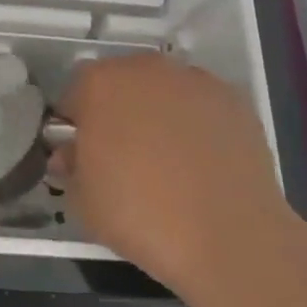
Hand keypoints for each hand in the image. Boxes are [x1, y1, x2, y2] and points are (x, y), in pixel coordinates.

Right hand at [55, 54, 295, 296]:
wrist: (227, 236)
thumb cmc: (138, 214)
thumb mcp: (81, 199)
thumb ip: (71, 165)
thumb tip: (72, 154)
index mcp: (99, 84)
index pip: (75, 94)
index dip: (76, 124)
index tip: (82, 153)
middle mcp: (146, 69)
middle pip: (121, 83)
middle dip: (117, 111)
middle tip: (122, 155)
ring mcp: (195, 81)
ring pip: (164, 91)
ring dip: (158, 114)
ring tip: (167, 161)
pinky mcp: (235, 101)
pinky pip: (201, 107)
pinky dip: (196, 125)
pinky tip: (200, 163)